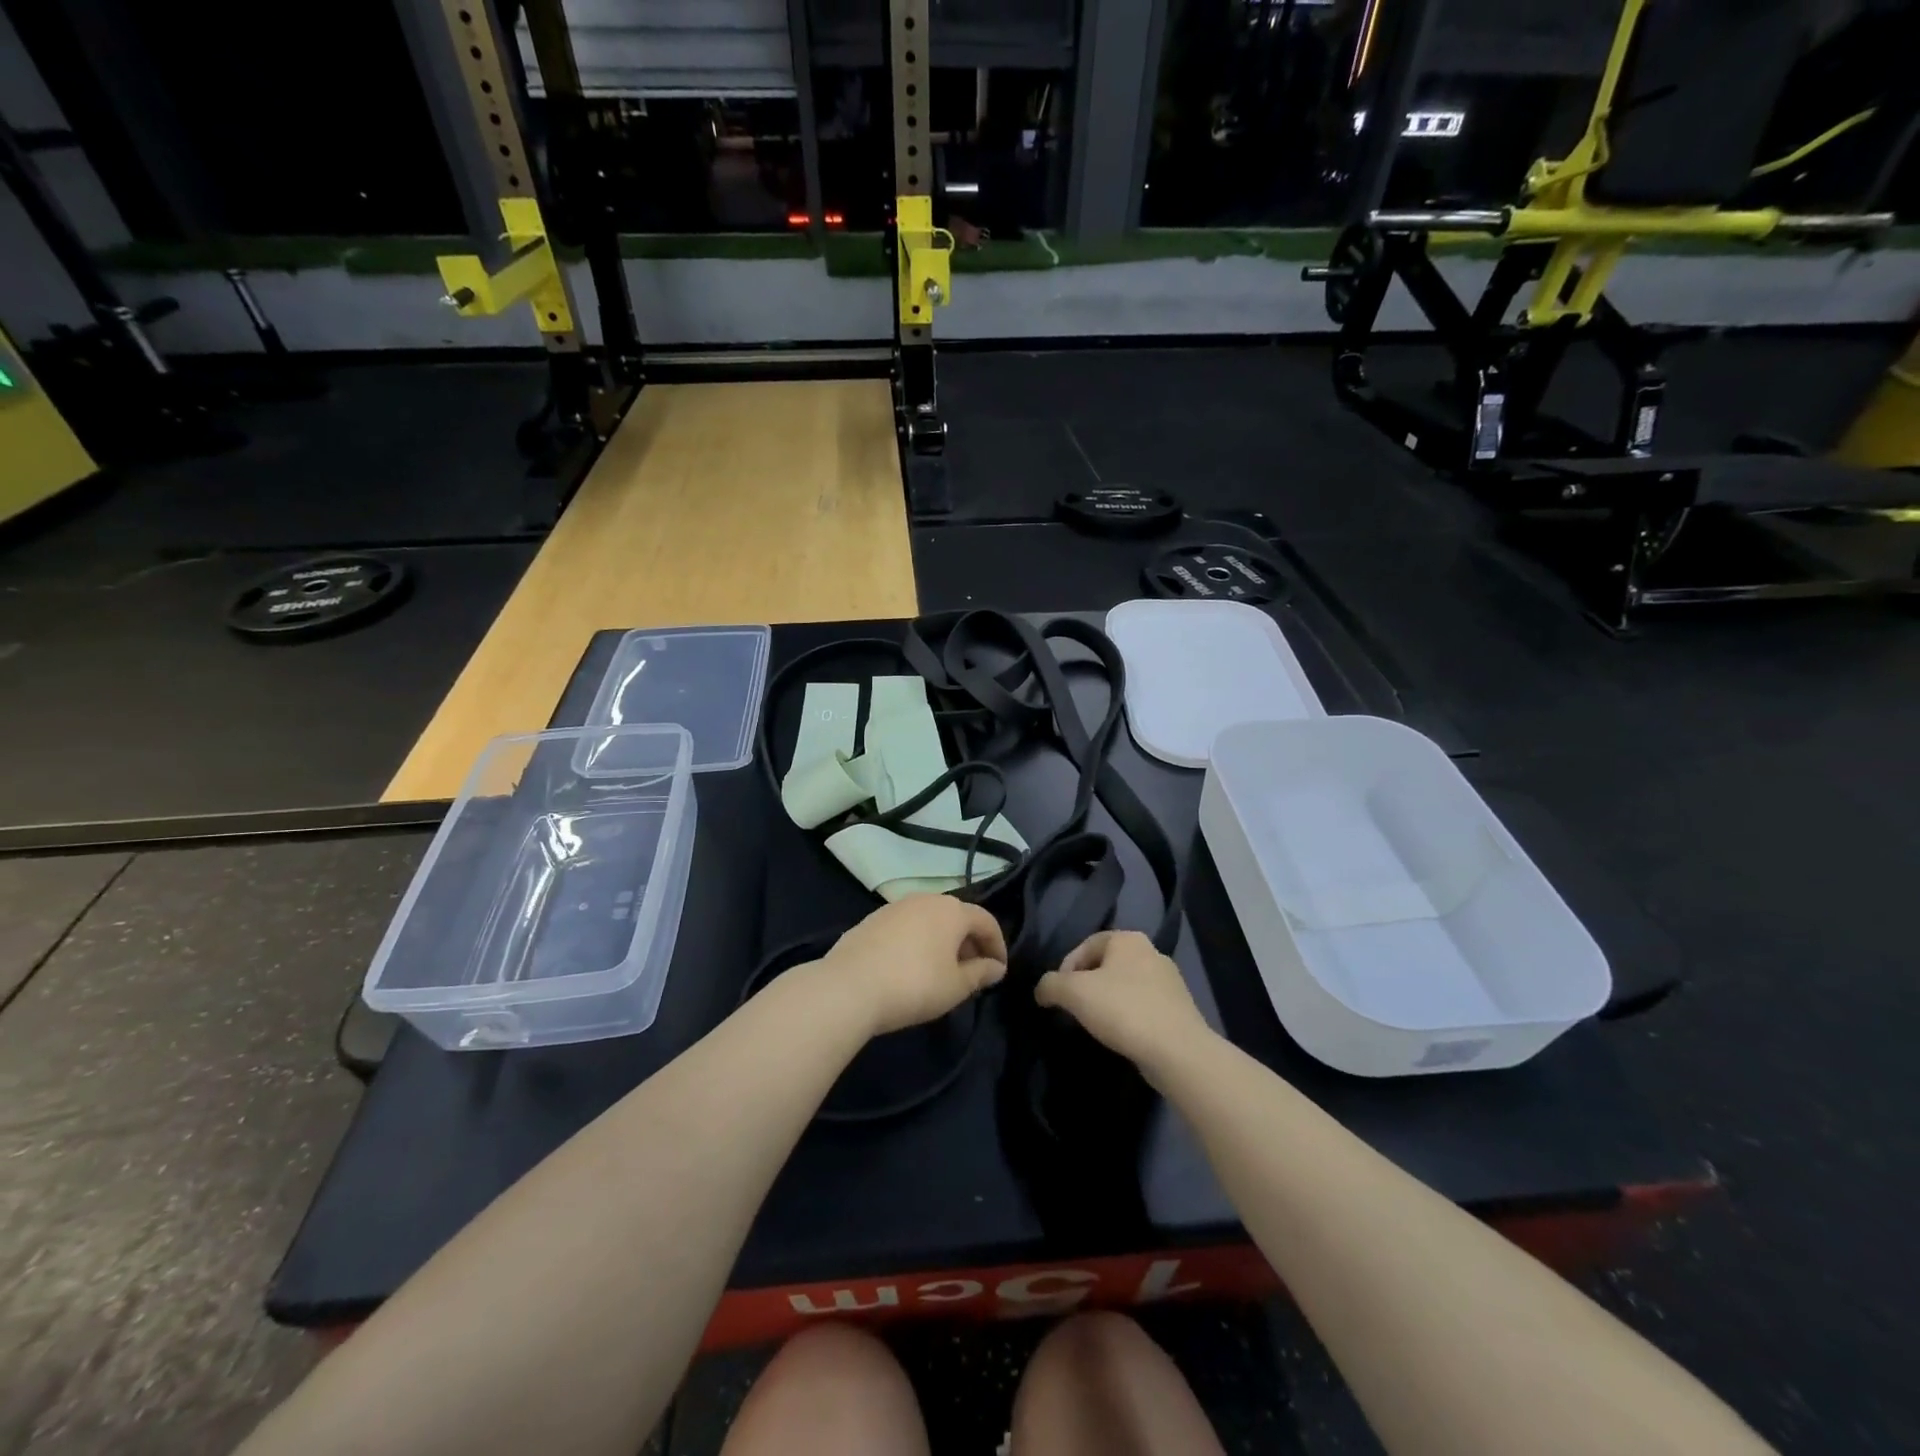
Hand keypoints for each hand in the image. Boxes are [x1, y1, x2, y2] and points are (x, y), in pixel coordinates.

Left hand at [818, 895, 1007, 1036]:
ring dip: (942, 941)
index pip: (986, 920)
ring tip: (942, 971)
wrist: (849, 987)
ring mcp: (895, 906)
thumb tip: (996, 967)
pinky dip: (917, 941)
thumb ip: (980, 974)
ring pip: (930, 920)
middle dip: (970, 942)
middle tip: (973, 973)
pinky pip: (906, 926)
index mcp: (952, 910)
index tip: (999, 970)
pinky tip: (910, 967)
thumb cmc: (914, 985)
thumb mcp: (955, 986)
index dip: (998, 945)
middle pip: (957, 917)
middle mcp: (926, 899)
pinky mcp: (872, 919)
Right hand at [1034, 930, 1214, 1075]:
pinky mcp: (1179, 1008)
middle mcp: (1151, 952)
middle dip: (1087, 985)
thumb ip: (1051, 985)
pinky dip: (1128, 1016)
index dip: (1066, 968)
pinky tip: (1122, 1035)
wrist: (1177, 1051)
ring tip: (1096, 1025)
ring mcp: (1169, 981)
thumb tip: (1042, 990)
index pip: (1086, 945)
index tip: (1058, 995)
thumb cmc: (1123, 1009)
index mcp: (1127, 939)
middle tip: (1074, 1009)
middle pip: (1106, 965)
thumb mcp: (1074, 992)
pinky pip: (1143, 1005)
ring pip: (1125, 986)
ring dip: (1107, 1001)